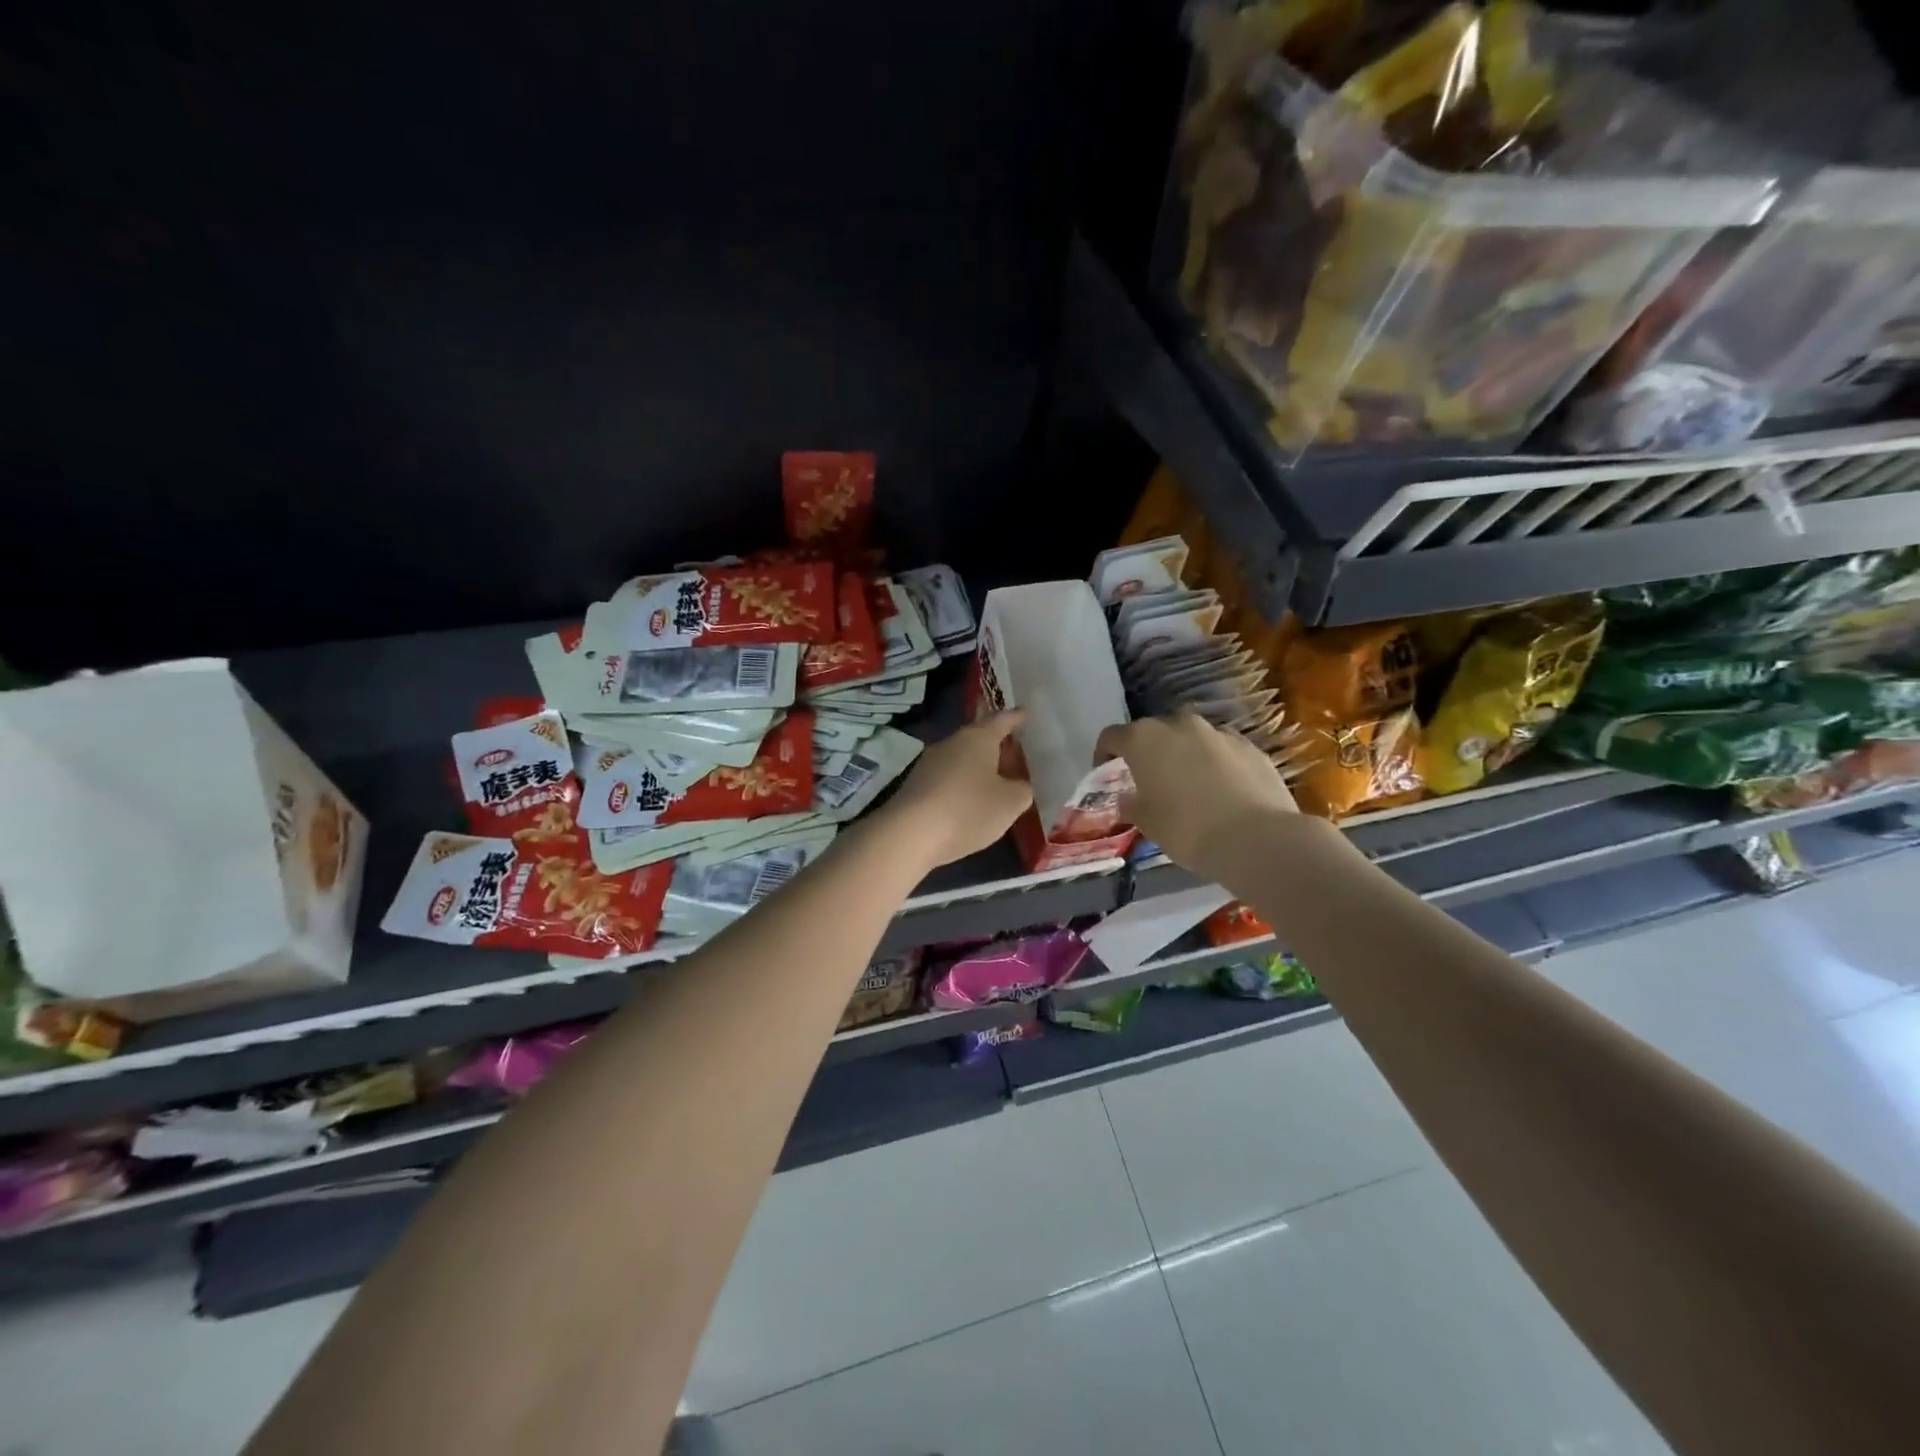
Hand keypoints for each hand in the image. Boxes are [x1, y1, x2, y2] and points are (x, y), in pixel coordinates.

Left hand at [880, 711, 1034, 869]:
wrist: (909, 835)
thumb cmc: (968, 809)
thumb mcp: (1010, 803)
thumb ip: (1022, 790)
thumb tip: (1019, 785)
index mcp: (978, 738)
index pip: (1002, 719)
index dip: (1017, 718)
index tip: (1026, 715)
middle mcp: (951, 743)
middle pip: (979, 739)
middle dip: (998, 747)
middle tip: (1018, 755)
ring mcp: (929, 764)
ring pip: (961, 760)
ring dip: (979, 769)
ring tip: (997, 783)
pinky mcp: (916, 786)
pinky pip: (947, 779)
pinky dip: (962, 786)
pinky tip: (970, 803)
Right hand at [1096, 711, 1302, 881]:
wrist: (1256, 838)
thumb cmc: (1186, 829)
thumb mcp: (1147, 822)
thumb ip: (1132, 804)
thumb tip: (1127, 798)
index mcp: (1144, 739)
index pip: (1112, 736)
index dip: (1104, 754)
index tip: (1105, 773)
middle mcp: (1179, 724)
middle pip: (1154, 732)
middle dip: (1148, 751)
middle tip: (1149, 780)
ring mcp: (1218, 732)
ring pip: (1191, 738)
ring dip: (1184, 754)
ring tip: (1188, 785)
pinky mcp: (1250, 746)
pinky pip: (1222, 750)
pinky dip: (1215, 764)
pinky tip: (1221, 791)